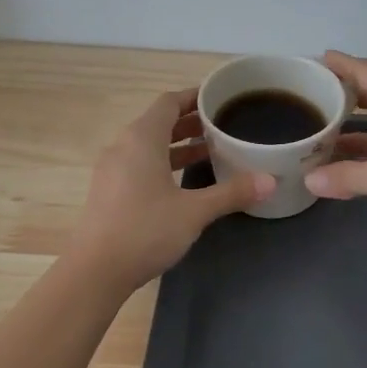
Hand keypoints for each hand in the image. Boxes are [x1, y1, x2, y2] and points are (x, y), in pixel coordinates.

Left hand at [69, 88, 272, 288]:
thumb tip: (270, 181)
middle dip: (190, 122)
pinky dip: (164, 163)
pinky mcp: (109, 191)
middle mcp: (123, 146)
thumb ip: (231, 193)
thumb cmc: (145, 230)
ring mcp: (112, 169)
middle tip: (223, 125)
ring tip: (211, 150)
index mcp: (141, 139)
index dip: (194, 97)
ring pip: (149, 145)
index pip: (169, 102)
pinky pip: (140, 164)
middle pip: (158, 122)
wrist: (95, 270)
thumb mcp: (194, 211)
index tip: (219, 98)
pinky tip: (185, 181)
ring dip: (178, 144)